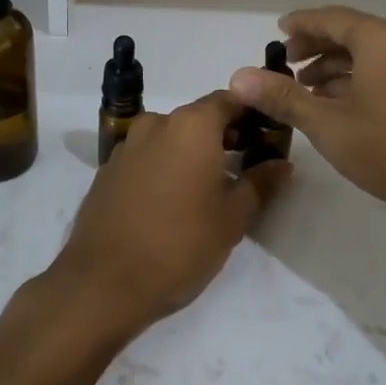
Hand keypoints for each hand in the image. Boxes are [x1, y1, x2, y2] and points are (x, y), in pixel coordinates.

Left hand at [46, 91, 288, 341]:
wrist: (103, 284)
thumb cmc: (180, 245)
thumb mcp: (232, 218)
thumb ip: (260, 183)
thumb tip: (282, 164)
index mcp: (191, 125)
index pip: (230, 100)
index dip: (252, 115)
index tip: (267, 137)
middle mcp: (157, 124)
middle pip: (199, 117)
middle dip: (223, 136)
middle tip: (245, 166)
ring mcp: (127, 146)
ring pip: (170, 137)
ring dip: (191, 153)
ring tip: (208, 189)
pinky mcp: (107, 171)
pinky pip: (146, 157)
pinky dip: (164, 167)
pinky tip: (171, 202)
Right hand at [229, 6, 385, 231]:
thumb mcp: (330, 125)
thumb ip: (284, 98)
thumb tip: (239, 76)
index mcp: (381, 38)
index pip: (331, 17)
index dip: (301, 23)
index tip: (277, 31)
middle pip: (353, 32)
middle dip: (318, 47)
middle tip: (288, 64)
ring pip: (373, 53)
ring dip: (340, 67)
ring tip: (310, 89)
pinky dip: (363, 78)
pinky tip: (347, 104)